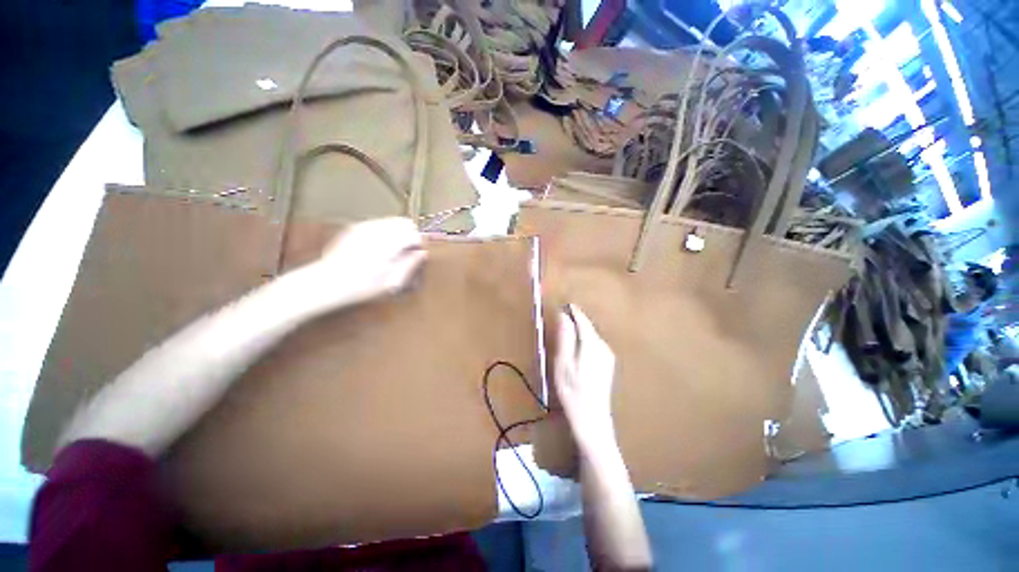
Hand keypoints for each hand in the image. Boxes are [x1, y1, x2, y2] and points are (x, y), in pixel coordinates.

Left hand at [300, 218, 425, 311]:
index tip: (416, 255)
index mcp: (388, 242)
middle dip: (410, 235)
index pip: (414, 233)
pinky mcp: (355, 228)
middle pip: (404, 223)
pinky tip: (379, 248)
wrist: (326, 283)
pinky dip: (385, 232)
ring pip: (392, 221)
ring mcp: (364, 226)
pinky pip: (378, 223)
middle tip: (407, 253)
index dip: (418, 244)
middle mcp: (377, 229)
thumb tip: (422, 253)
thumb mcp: (391, 280)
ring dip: (398, 233)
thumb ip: (410, 263)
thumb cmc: (361, 286)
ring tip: (393, 251)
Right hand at [554, 304, 616, 448]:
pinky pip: (595, 345)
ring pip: (592, 336)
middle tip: (561, 320)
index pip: (583, 320)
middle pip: (588, 327)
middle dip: (576, 321)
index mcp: (592, 343)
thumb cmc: (572, 390)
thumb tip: (563, 315)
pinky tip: (577, 351)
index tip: (563, 305)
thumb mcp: (563, 362)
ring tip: (566, 334)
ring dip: (580, 332)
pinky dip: (585, 341)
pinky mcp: (608, 364)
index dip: (573, 311)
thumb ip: (564, 337)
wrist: (592, 420)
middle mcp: (603, 346)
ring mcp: (608, 356)